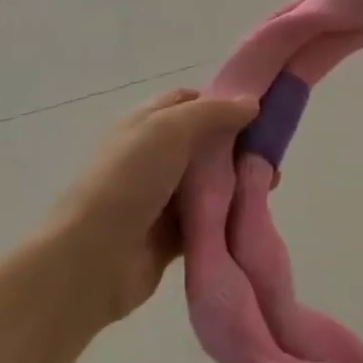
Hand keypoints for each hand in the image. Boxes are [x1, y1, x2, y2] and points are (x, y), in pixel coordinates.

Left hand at [40, 87, 257, 323]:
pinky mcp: (171, 235)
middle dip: (239, 143)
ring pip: (212, 181)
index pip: (190, 101)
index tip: (259, 108)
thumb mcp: (169, 129)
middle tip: (272, 149)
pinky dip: (230, 215)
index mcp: (146, 124)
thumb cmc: (127, 182)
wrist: (90, 262)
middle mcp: (154, 156)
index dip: (223, 100)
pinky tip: (254, 212)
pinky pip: (209, 218)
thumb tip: (251, 103)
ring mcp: (162, 197)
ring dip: (239, 181)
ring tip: (270, 183)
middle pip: (207, 142)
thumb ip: (214, 112)